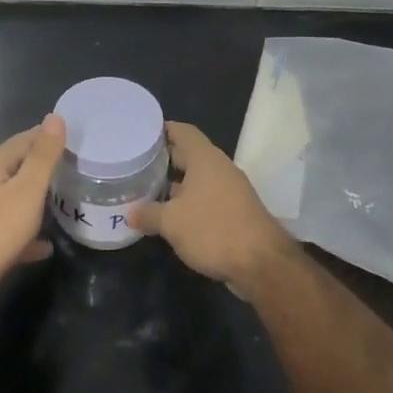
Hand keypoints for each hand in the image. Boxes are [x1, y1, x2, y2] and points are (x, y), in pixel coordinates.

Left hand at [0, 114, 66, 297]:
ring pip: (14, 201)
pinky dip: (30, 235)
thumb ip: (42, 156)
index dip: (45, 135)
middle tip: (74, 166)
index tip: (72, 134)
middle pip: (17, 169)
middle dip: (43, 166)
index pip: (22, 141)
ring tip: (64, 201)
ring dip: (36, 199)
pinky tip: (46, 246)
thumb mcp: (26, 190)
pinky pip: (12, 233)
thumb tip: (55, 117)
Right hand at [129, 122, 293, 295]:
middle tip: (137, 163)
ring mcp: (230, 191)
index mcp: (204, 159)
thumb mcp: (171, 222)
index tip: (140, 133)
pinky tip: (170, 215)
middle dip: (164, 158)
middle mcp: (219, 168)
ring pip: (197, 179)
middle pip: (189, 154)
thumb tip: (130, 213)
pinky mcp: (235, 212)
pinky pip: (206, 198)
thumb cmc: (213, 230)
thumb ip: (148, 214)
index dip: (161, 129)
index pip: (182, 131)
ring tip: (148, 189)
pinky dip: (188, 202)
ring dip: (175, 184)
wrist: (261, 264)